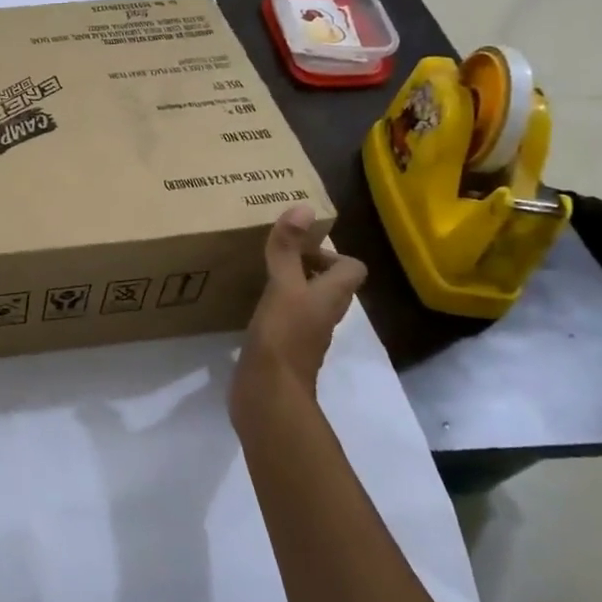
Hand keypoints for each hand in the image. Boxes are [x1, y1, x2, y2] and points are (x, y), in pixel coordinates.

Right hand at [232, 205, 366, 415]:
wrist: (268, 394)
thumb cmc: (282, 336)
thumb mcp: (282, 285)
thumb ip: (288, 249)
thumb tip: (303, 207)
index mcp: (332, 296)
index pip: (352, 268)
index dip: (331, 254)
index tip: (299, 248)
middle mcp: (325, 315)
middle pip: (329, 285)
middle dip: (305, 267)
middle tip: (275, 255)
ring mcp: (306, 335)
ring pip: (306, 302)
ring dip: (289, 287)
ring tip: (259, 274)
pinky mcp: (285, 350)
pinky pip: (286, 321)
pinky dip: (274, 310)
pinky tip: (250, 305)